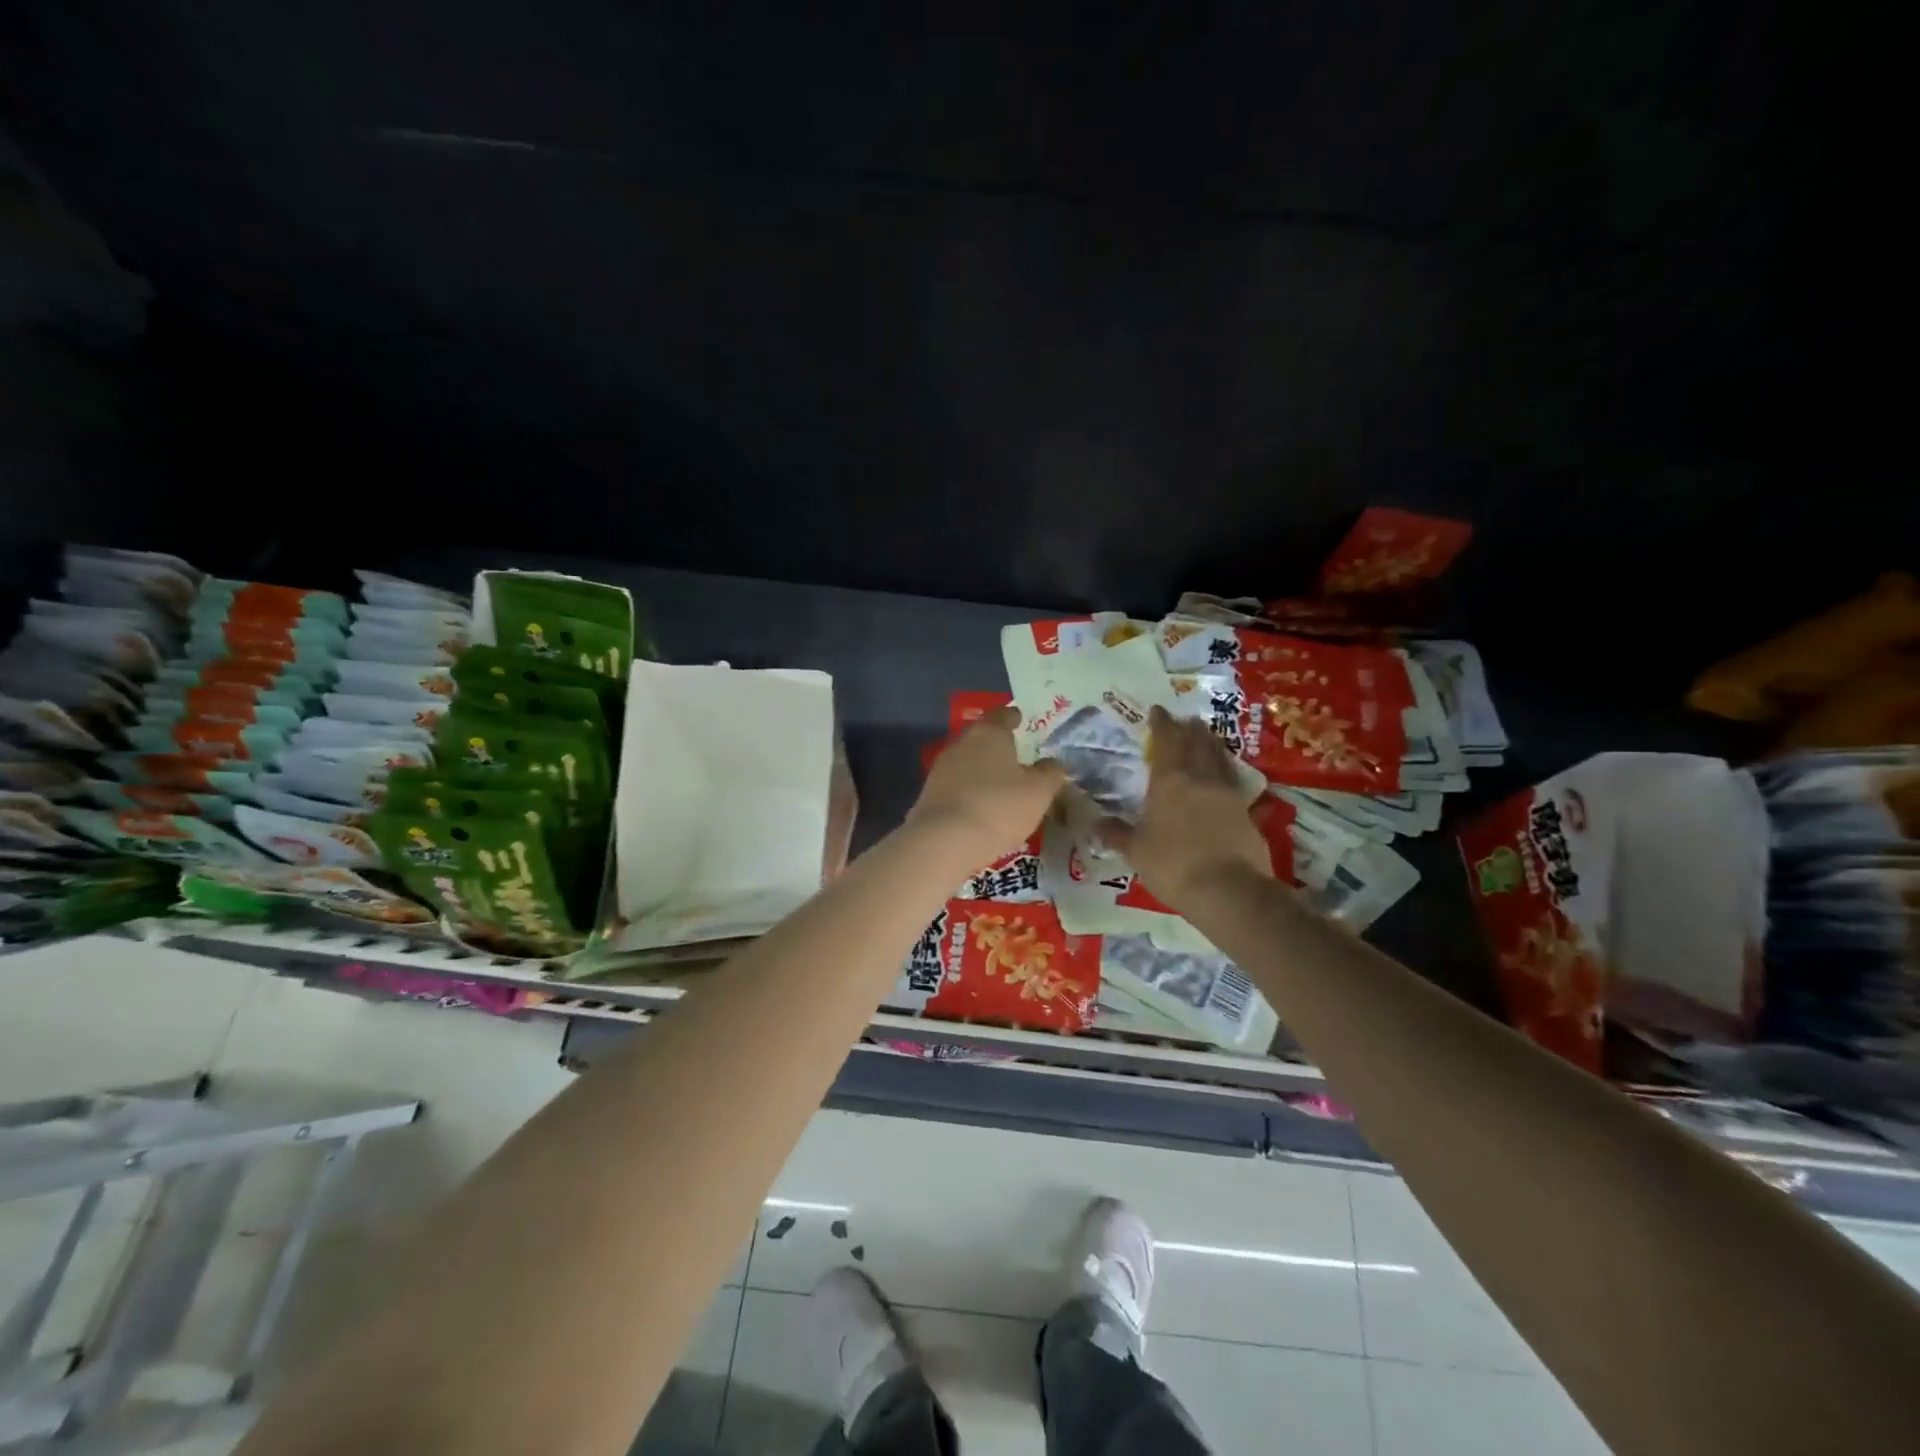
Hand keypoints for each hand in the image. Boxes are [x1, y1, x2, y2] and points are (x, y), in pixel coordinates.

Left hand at [907, 707, 1066, 867]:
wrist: (942, 842)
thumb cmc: (998, 808)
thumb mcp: (1038, 792)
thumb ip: (1050, 773)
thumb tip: (1053, 763)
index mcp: (989, 733)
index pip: (1003, 715)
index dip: (1014, 717)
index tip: (1021, 719)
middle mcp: (962, 743)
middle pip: (983, 737)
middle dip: (998, 745)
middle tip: (1016, 756)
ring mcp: (941, 768)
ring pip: (968, 762)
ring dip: (983, 770)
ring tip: (1001, 784)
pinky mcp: (930, 794)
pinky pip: (957, 785)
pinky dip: (970, 790)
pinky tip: (981, 805)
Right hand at [1097, 706, 1272, 906]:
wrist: (1229, 890)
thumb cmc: (1173, 865)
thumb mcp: (1136, 851)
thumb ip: (1117, 834)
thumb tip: (1095, 823)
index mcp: (1170, 782)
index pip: (1166, 743)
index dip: (1162, 724)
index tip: (1158, 710)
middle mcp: (1200, 780)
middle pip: (1197, 744)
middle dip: (1190, 729)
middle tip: (1187, 719)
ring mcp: (1228, 795)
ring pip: (1219, 759)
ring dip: (1212, 744)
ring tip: (1207, 737)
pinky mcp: (1247, 813)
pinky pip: (1234, 783)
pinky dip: (1227, 772)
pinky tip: (1225, 777)